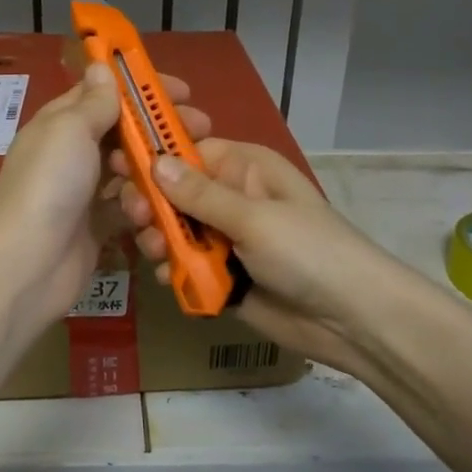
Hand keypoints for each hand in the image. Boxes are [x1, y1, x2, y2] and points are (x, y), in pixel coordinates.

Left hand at [0, 64, 210, 328]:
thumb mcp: (71, 129)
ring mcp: (83, 193)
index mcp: (60, 124)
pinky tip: (166, 206)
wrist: (28, 263)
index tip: (182, 92)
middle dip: (160, 129)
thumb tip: (100, 65)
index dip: (141, 89)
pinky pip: (128, 207)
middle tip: (201, 129)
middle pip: (122, 133)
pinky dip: (146, 205)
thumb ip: (94, 102)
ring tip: (186, 170)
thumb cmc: (50, 184)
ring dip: (156, 169)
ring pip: (130, 171)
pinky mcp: (97, 227)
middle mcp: (71, 155)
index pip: (103, 94)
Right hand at [119, 139, 402, 374]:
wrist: (351, 320)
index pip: (186, 152)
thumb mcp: (254, 218)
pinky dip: (173, 269)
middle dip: (152, 205)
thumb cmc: (308, 252)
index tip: (120, 171)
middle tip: (138, 220)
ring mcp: (225, 238)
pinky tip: (170, 277)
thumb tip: (154, 161)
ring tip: (158, 253)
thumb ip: (200, 195)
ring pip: (174, 229)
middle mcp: (231, 197)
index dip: (153, 160)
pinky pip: (184, 265)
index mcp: (244, 168)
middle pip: (173, 192)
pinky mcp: (221, 274)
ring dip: (159, 239)